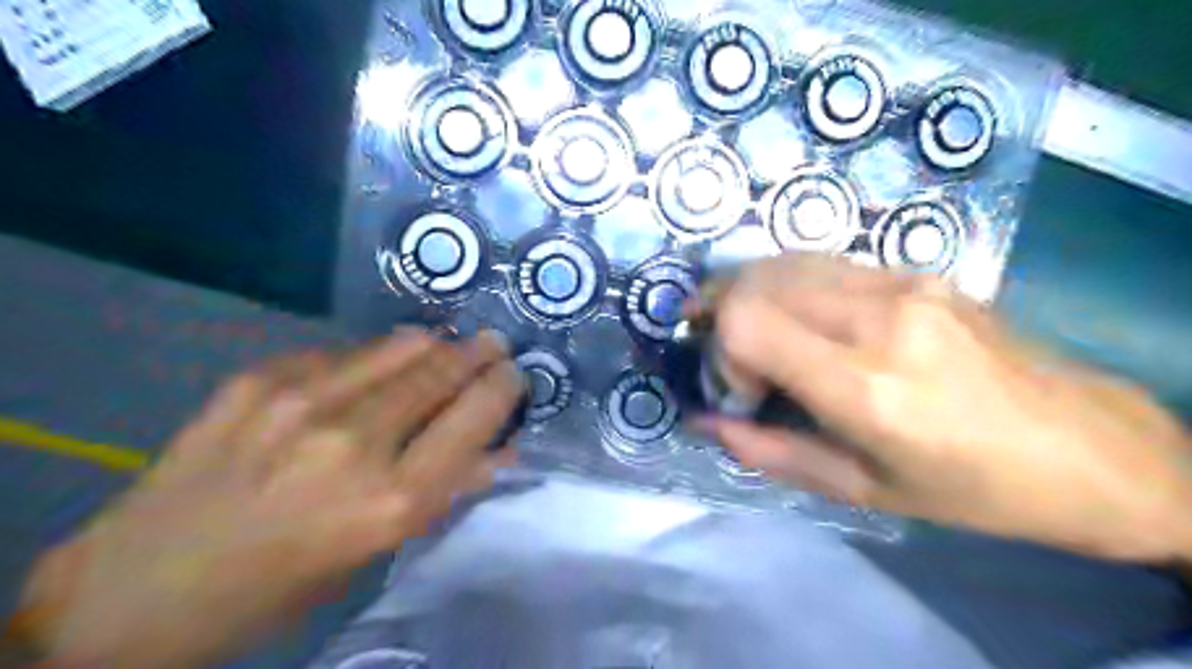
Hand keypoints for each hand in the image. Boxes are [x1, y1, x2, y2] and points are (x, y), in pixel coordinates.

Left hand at [16, 330, 521, 668]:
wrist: (141, 586)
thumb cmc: (281, 582)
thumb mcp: (377, 549)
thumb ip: (446, 490)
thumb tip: (502, 450)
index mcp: (392, 499)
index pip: (475, 416)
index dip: (503, 386)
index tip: (514, 373)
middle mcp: (355, 440)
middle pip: (442, 371)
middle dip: (479, 353)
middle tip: (494, 343)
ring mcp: (302, 400)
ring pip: (399, 346)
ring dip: (434, 344)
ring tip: (447, 343)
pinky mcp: (259, 378)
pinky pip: (342, 351)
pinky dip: (373, 356)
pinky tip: (373, 365)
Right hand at [696, 256, 1191, 563]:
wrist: (1082, 444)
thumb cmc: (969, 487)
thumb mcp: (858, 489)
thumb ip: (767, 451)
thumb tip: (703, 420)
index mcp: (866, 385)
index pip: (747, 322)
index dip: (721, 351)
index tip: (741, 389)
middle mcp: (879, 317)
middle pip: (755, 280)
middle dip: (721, 314)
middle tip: (729, 356)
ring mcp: (902, 282)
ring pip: (783, 260)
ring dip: (749, 293)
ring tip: (750, 333)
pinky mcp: (917, 270)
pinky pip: (822, 262)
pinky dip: (786, 284)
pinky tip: (794, 315)